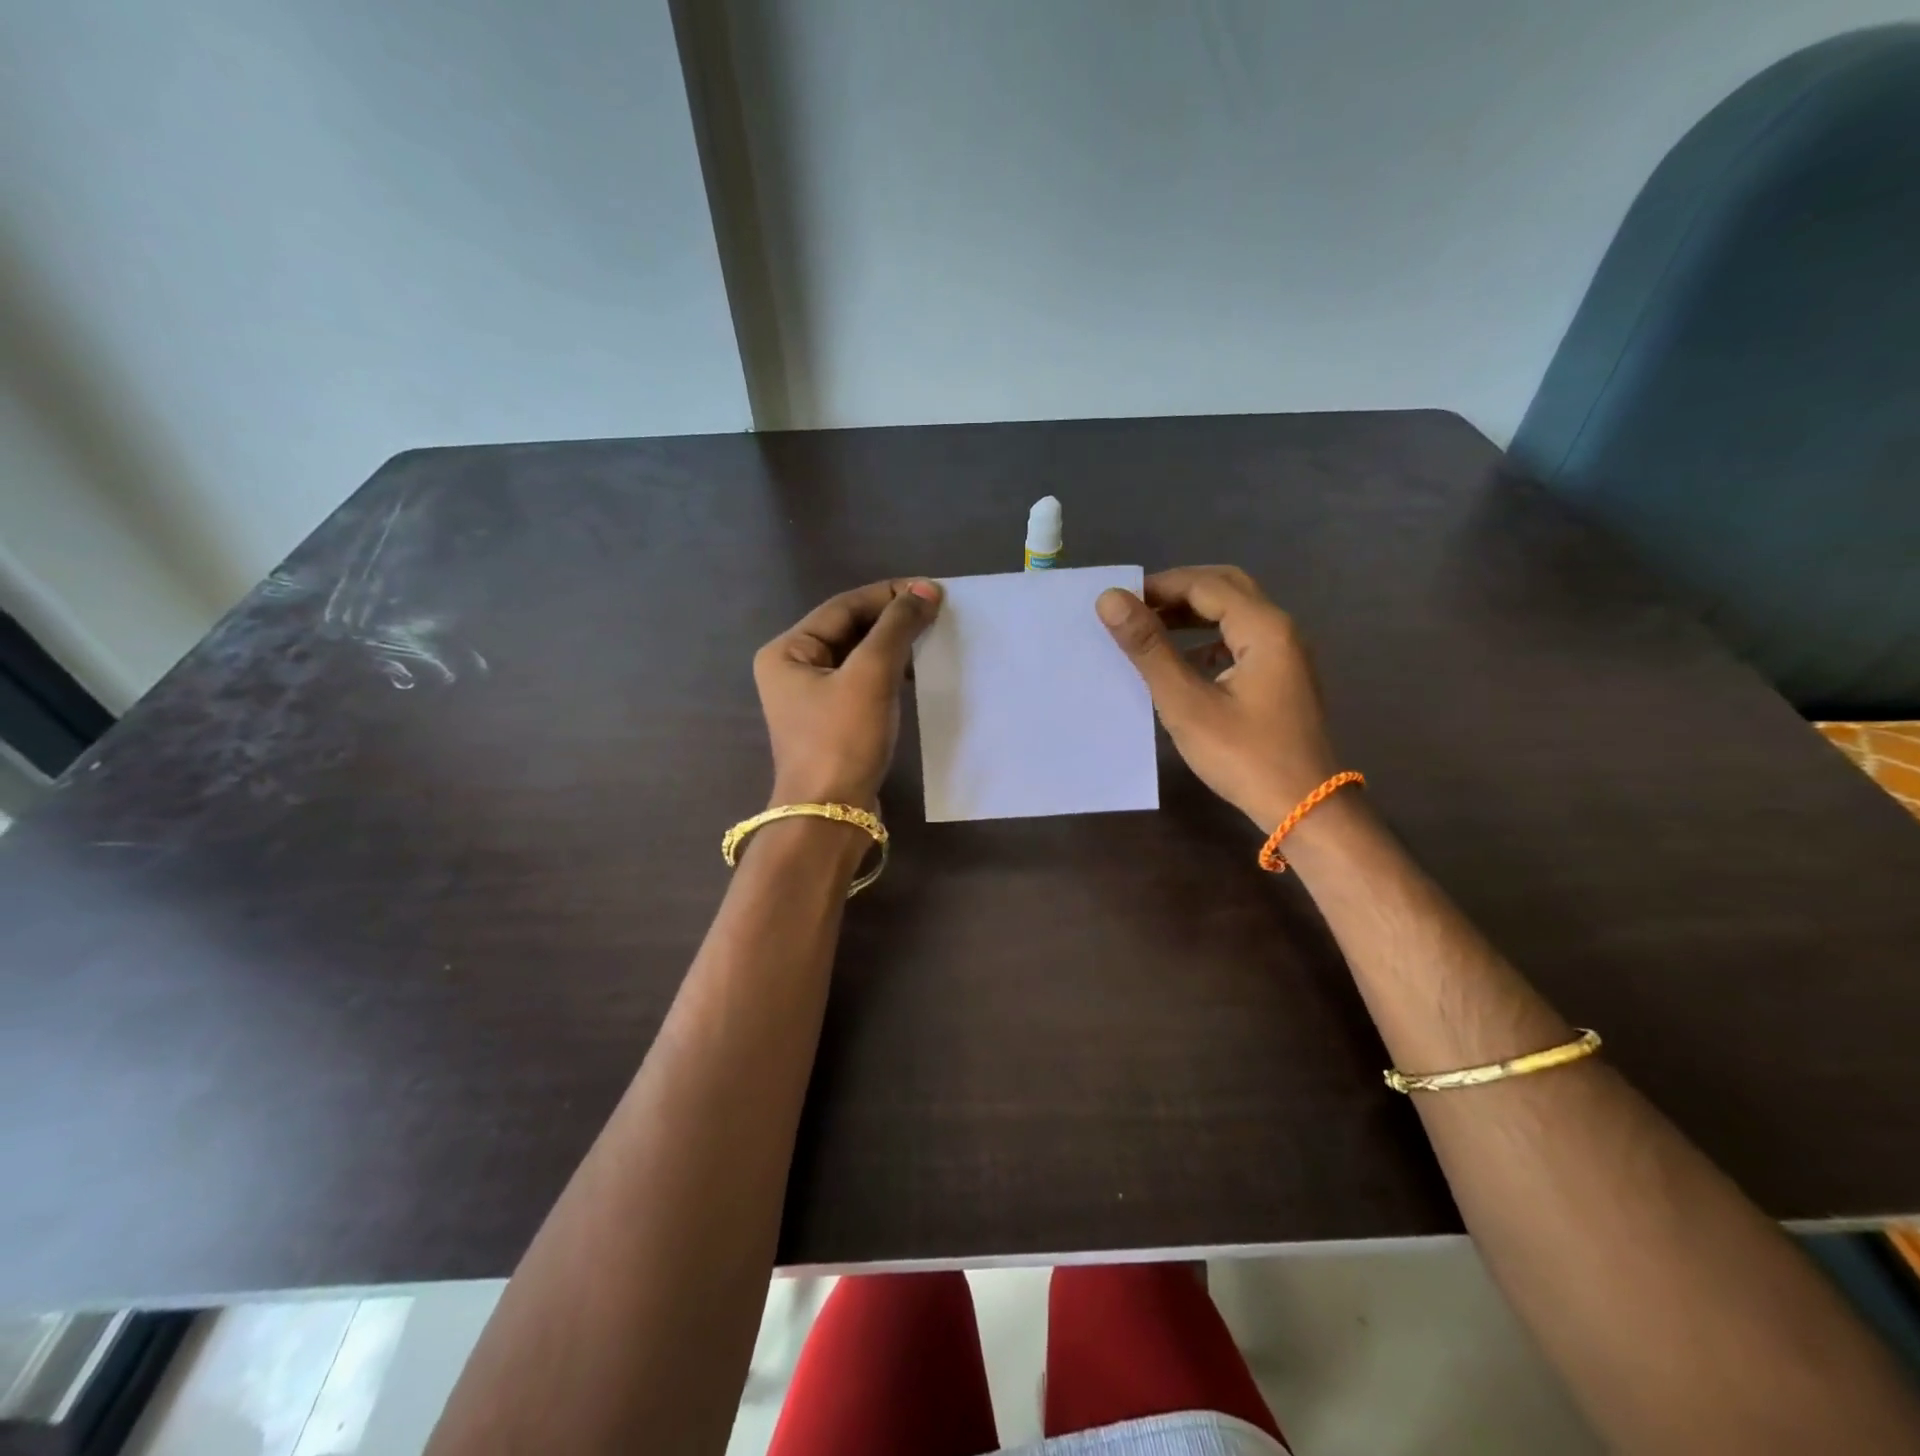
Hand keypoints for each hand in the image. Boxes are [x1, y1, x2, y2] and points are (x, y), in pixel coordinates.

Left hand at [754, 579, 942, 808]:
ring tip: (933, 638)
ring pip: (859, 656)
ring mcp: (812, 698)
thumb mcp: (871, 675)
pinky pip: (864, 682)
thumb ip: (897, 628)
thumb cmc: (843, 740)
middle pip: (849, 630)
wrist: (831, 815)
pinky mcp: (833, 721)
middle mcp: (793, 669)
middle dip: (893, 620)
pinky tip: (918, 674)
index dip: (889, 595)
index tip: (933, 591)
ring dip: (895, 646)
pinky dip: (891, 673)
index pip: (843, 607)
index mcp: (788, 651)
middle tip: (938, 613)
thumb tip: (925, 590)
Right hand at [1096, 566, 1338, 831]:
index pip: (1205, 585)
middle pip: (1226, 588)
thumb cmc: (1243, 756)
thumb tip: (1111, 599)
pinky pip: (1242, 640)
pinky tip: (1185, 661)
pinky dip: (1209, 638)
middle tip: (1135, 607)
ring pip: (1235, 614)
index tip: (1117, 601)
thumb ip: (1149, 648)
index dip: (1158, 586)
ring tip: (1151, 628)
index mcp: (1264, 628)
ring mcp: (1286, 654)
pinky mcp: (1282, 677)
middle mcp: (1280, 630)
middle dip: (1178, 592)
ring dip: (1193, 614)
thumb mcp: (1187, 702)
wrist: (1304, 807)